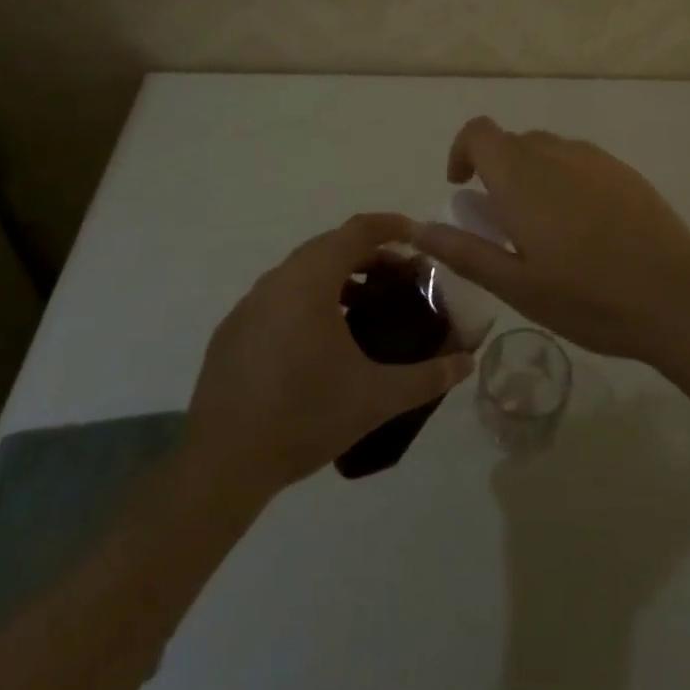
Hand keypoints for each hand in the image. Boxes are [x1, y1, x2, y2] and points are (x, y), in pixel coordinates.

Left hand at [186, 213, 473, 496]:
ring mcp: (249, 304)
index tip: (418, 236)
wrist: (222, 464)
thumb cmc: (304, 416)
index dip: (391, 225)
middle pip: (330, 246)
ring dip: (336, 277)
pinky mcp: (233, 331)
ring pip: (301, 272)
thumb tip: (467, 362)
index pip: (357, 230)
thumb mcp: (376, 398)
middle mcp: (278, 279)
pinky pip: (278, 297)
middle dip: (368, 253)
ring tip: (364, 307)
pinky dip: (307, 299)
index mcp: (311, 280)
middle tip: (399, 277)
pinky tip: (319, 341)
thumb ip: (427, 377)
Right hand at [411, 118, 689, 361]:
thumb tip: (420, 229)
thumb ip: (465, 251)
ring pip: (547, 150)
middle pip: (512, 142)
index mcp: (521, 177)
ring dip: (531, 176)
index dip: (462, 151)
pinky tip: (585, 230)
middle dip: (497, 172)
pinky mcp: (624, 171)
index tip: (463, 188)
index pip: (479, 132)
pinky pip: (579, 161)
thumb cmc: (589, 297)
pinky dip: (565, 180)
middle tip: (504, 225)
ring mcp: (594, 158)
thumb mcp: (517, 286)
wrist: (678, 296)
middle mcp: (555, 153)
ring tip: (545, 231)